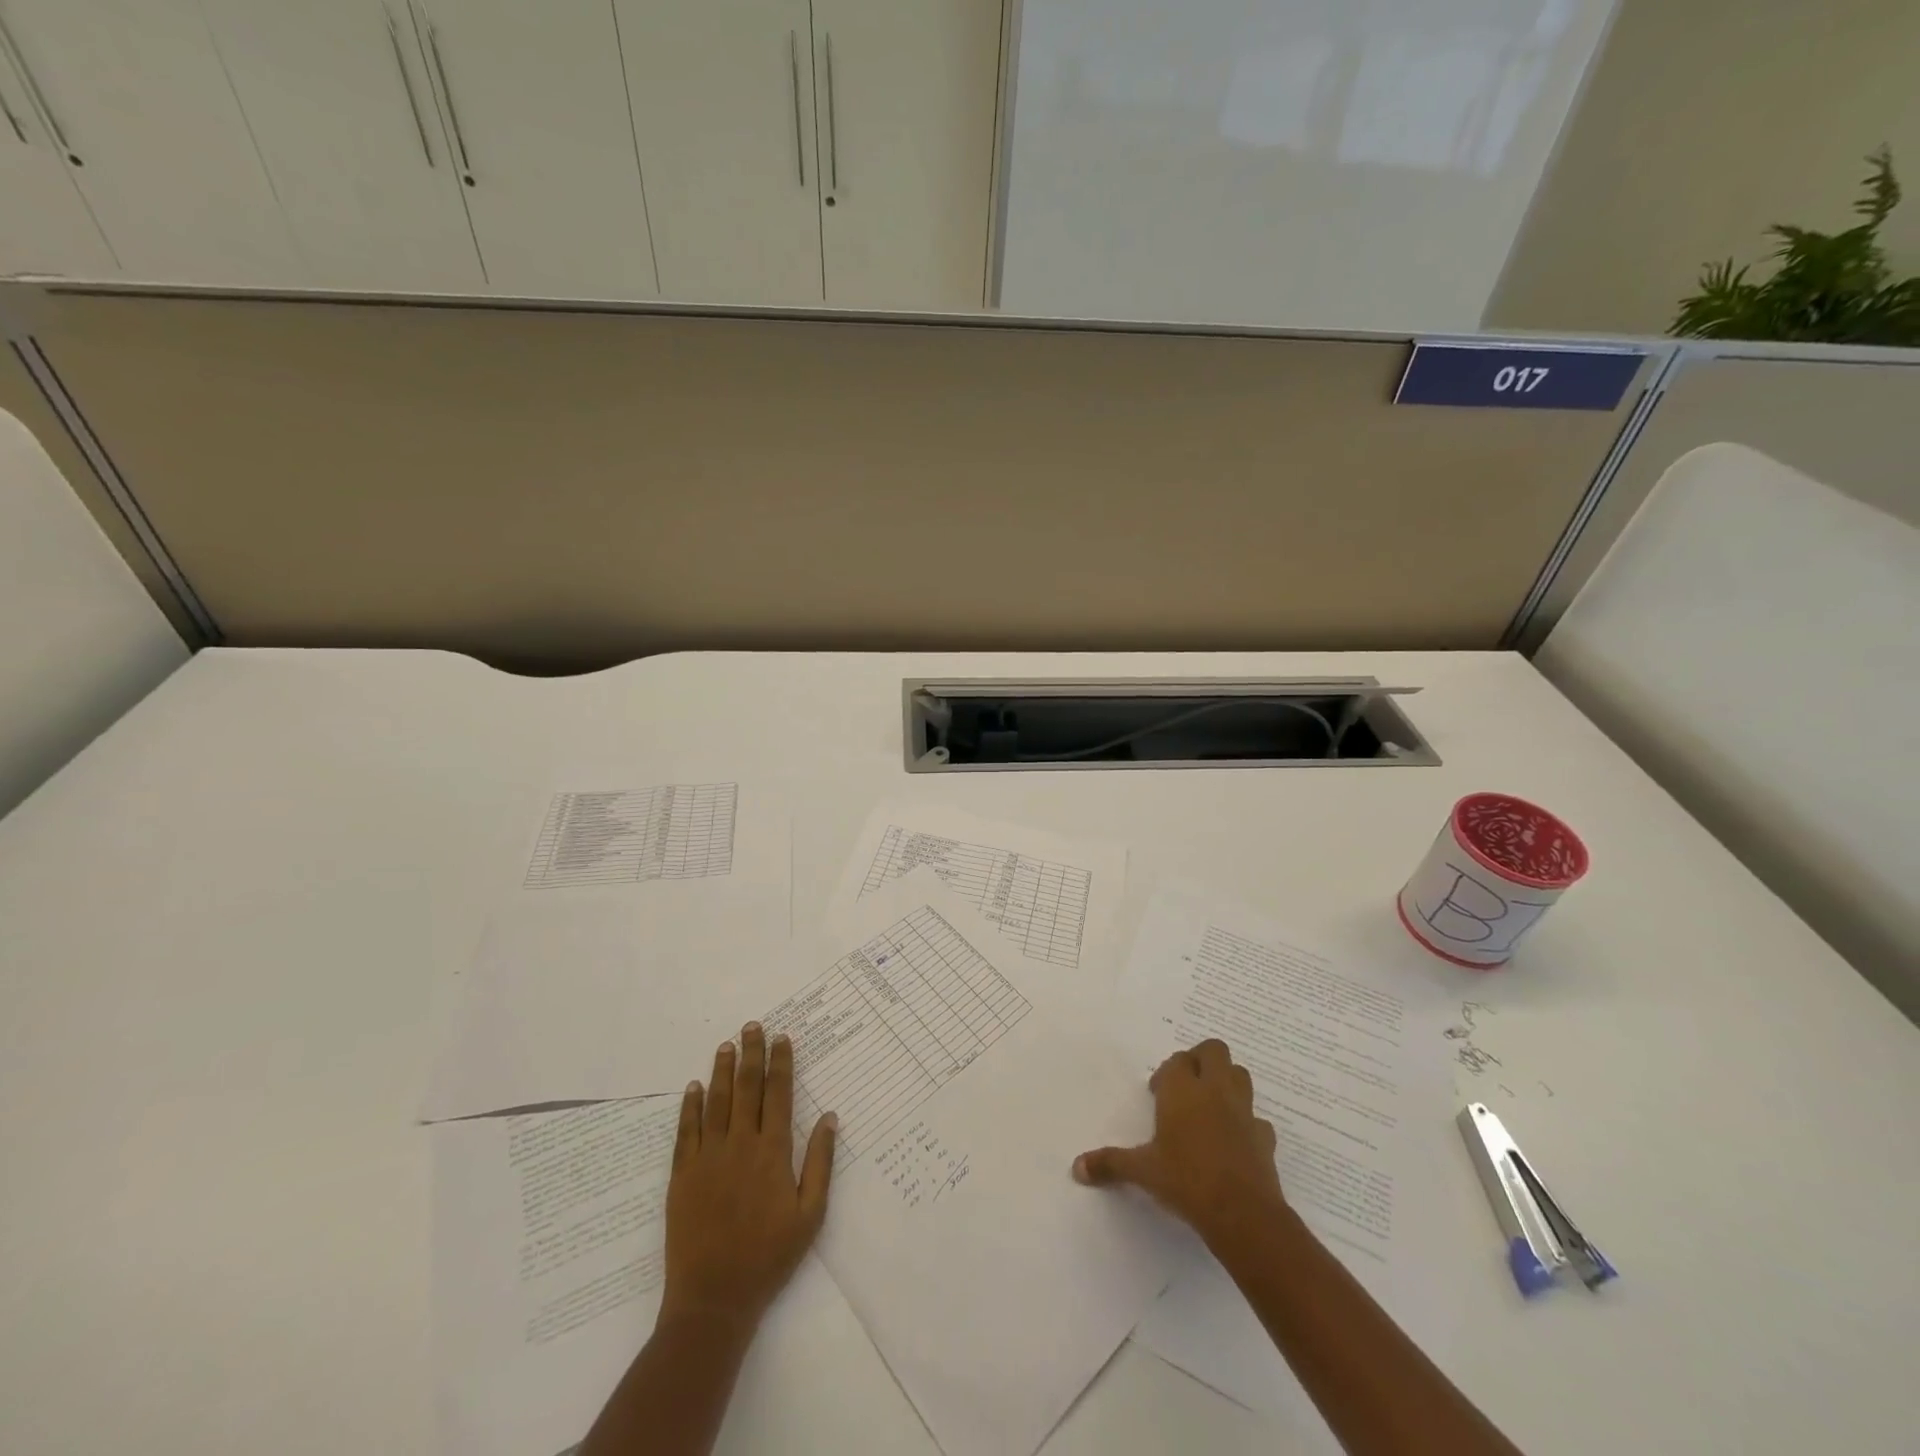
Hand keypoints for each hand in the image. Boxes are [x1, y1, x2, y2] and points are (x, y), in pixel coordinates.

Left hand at [660, 1022, 836, 1330]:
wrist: (713, 1299)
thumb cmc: (769, 1258)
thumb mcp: (810, 1215)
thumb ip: (820, 1163)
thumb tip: (829, 1117)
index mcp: (773, 1152)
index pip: (778, 1094)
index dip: (781, 1063)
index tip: (782, 1038)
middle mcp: (740, 1145)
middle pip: (747, 1088)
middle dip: (751, 1054)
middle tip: (752, 1026)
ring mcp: (708, 1158)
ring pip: (716, 1102)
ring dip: (722, 1070)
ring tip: (726, 1045)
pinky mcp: (682, 1176)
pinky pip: (686, 1132)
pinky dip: (690, 1107)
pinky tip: (694, 1087)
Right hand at [1073, 1038, 1283, 1248]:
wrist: (1242, 1214)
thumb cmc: (1185, 1181)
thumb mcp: (1142, 1172)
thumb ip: (1110, 1163)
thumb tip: (1077, 1167)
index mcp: (1183, 1091)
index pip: (1177, 1060)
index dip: (1167, 1072)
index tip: (1157, 1093)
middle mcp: (1214, 1091)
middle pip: (1214, 1050)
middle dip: (1201, 1060)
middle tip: (1186, 1086)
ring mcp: (1244, 1112)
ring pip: (1240, 1075)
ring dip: (1226, 1081)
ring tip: (1210, 1106)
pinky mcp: (1264, 1137)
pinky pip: (1257, 1119)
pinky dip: (1247, 1123)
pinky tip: (1234, 1140)